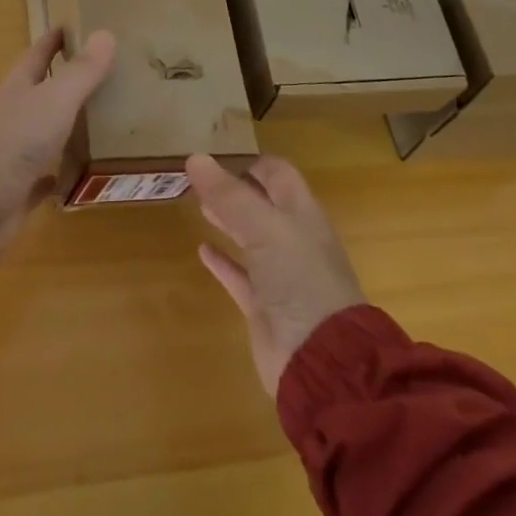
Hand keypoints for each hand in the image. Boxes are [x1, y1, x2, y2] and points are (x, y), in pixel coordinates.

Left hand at [0, 28, 115, 246]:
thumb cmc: (14, 142)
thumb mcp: (54, 100)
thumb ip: (81, 71)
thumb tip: (106, 33)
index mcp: (17, 88)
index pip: (36, 55)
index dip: (53, 40)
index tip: (74, 26)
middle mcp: (13, 116)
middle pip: (40, 91)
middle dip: (65, 80)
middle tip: (103, 72)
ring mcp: (12, 153)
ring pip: (44, 131)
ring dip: (66, 123)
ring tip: (103, 117)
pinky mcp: (18, 189)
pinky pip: (44, 176)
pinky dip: (60, 170)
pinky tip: (81, 170)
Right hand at [188, 153, 366, 396]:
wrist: (321, 359)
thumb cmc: (300, 279)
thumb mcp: (265, 228)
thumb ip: (229, 196)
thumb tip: (194, 158)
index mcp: (301, 213)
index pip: (278, 174)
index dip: (251, 162)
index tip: (216, 155)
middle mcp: (292, 239)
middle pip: (263, 203)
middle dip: (234, 189)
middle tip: (199, 177)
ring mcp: (279, 274)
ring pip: (250, 237)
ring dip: (227, 220)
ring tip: (198, 204)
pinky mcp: (264, 306)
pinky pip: (240, 276)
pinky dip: (222, 262)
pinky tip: (202, 250)